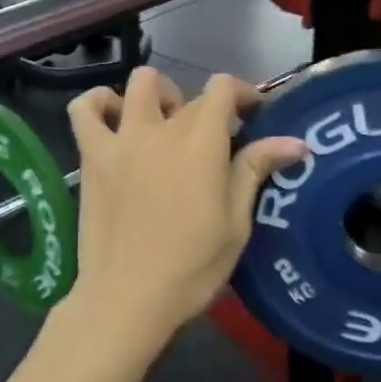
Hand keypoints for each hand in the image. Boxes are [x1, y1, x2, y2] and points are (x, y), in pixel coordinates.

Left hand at [61, 69, 304, 354]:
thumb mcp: (235, 223)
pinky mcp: (92, 156)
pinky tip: (115, 121)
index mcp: (201, 143)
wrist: (127, 297)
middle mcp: (161, 129)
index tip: (252, 115)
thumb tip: (295, 142)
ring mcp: (122, 139)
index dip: (242, 93)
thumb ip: (256, 170)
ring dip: (159, 95)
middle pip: (189, 96)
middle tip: (214, 144)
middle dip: (209, 111)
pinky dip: (99, 103)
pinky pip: (84, 109)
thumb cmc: (191, 267)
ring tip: (165, 124)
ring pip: (139, 84)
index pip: (223, 88)